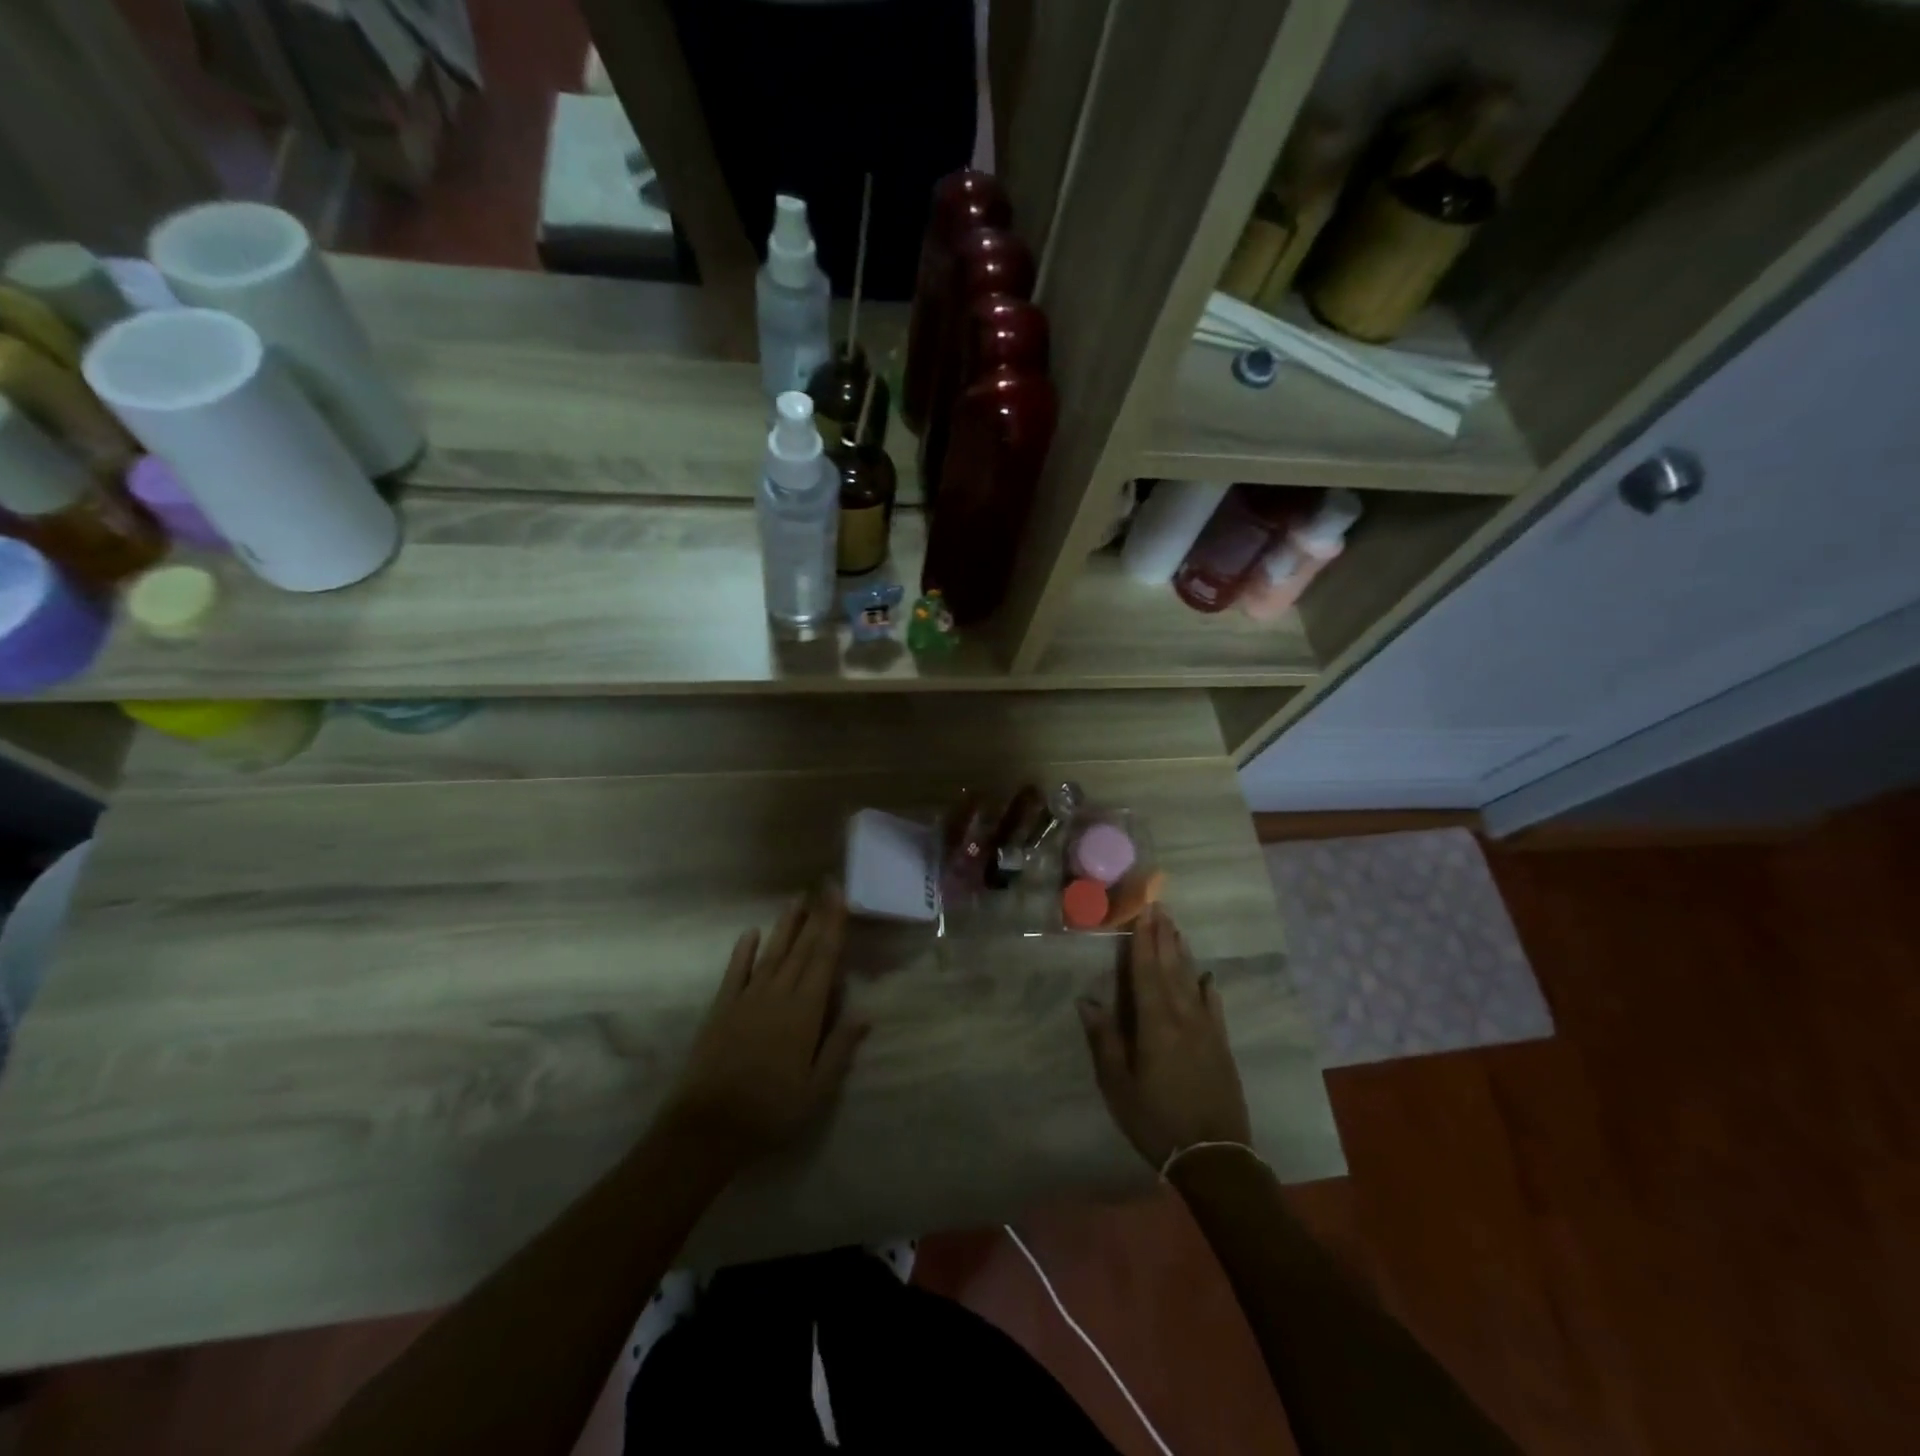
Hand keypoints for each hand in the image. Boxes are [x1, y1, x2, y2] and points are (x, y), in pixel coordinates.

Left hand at [661, 885, 868, 1165]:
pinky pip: (735, 973)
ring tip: (797, 899)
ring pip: (771, 954)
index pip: (824, 959)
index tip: (840, 897)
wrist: (707, 1128)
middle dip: (816, 916)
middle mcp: (778, 995)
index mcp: (805, 1012)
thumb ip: (840, 1047)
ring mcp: (747, 999)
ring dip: (785, 926)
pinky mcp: (721, 1009)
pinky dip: (743, 951)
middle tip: (825, 886)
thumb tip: (866, 1012)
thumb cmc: (771, 1112)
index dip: (834, 926)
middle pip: (801, 949)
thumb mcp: (817, 1090)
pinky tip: (750, 933)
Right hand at [1077, 906, 1251, 1169]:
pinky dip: (1208, 987)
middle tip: (1160, 907)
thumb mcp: (1118, 1085)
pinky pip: (1215, 1006)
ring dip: (1183, 954)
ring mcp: (1207, 1030)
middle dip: (1163, 937)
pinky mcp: (1222, 1046)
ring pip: (1193, 981)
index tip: (1143, 912)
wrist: (1215, 1156)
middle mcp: (1183, 1017)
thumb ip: (1105, 1040)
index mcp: (1155, 1024)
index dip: (1143, 941)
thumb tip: (1086, 1000)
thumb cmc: (1156, 1120)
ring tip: (1177, 930)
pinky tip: (1208, 976)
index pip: (1146, 972)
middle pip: (1171, 968)